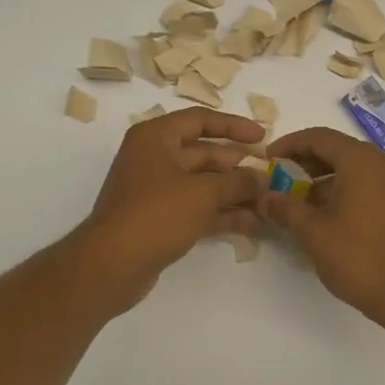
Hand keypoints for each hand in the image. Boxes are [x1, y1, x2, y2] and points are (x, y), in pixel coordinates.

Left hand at [80, 107, 265, 310]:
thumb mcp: (203, 193)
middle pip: (205, 154)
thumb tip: (263, 179)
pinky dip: (223, 214)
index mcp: (156, 138)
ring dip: (235, 193)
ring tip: (268, 204)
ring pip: (204, 184)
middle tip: (272, 177)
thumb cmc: (155, 214)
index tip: (263, 137)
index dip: (234, 126)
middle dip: (239, 166)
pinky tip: (252, 224)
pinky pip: (198, 208)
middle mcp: (155, 158)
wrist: (112, 264)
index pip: (200, 120)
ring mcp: (156, 191)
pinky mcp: (161, 219)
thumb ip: (238, 182)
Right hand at [256, 127, 384, 331]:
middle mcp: (382, 164)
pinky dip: (342, 190)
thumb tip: (265, 197)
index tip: (268, 160)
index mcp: (361, 161)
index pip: (319, 137)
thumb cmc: (359, 258)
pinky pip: (367, 185)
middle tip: (280, 179)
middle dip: (305, 162)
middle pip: (337, 150)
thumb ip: (285, 209)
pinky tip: (325, 215)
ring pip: (353, 169)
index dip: (289, 144)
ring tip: (297, 201)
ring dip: (323, 178)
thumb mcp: (313, 233)